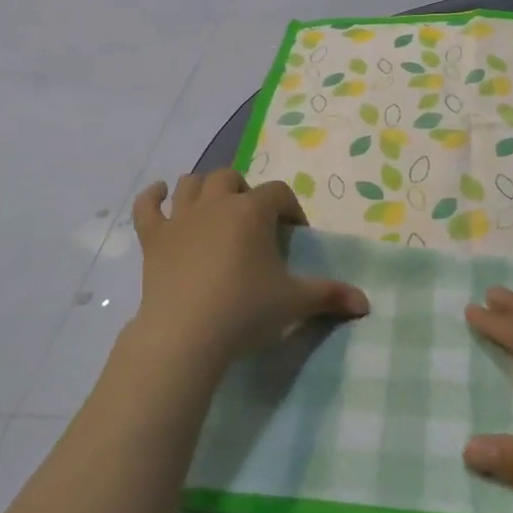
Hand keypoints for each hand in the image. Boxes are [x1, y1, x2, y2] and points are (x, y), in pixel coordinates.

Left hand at [126, 171, 369, 374]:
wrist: (185, 335)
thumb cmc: (245, 311)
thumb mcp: (294, 302)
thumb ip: (330, 295)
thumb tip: (365, 303)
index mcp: (252, 211)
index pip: (278, 193)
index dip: (290, 208)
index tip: (294, 234)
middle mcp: (215, 203)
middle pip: (231, 177)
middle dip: (245, 192)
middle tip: (254, 222)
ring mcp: (180, 218)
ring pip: (191, 183)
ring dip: (204, 188)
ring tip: (216, 207)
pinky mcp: (153, 238)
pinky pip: (147, 206)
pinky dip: (153, 196)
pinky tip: (160, 193)